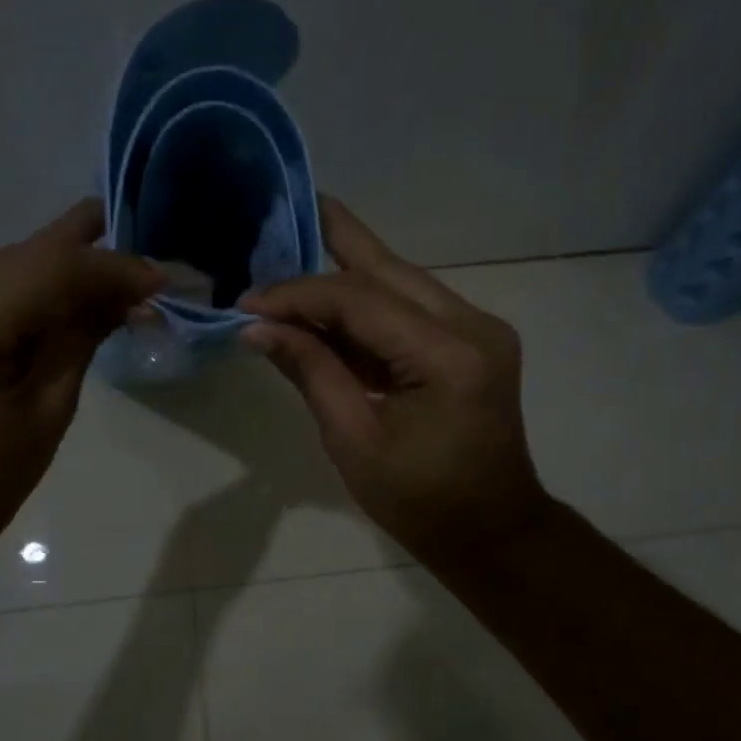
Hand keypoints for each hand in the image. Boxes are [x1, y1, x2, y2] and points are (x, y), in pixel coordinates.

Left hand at [0, 200, 163, 549]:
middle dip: (89, 263)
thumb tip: (131, 294)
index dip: (109, 267)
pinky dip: (27, 290)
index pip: (46, 269)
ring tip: (116, 285)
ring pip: (3, 265)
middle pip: (23, 256)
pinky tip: (66, 299)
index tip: (160, 278)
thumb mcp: (47, 410)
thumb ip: (83, 337)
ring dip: (60, 272)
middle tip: (146, 276)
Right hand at [239, 198, 554, 566]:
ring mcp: (481, 330)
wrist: (492, 531)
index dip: (299, 295)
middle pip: (390, 271)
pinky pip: (413, 308)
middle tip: (289, 209)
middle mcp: (474, 326)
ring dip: (349, 271)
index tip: (247, 303)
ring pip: (403, 282)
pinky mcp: (475, 341)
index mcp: (448, 357)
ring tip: (298, 245)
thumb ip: (311, 373)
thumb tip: (257, 328)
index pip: (360, 301)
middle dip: (335, 241)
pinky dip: (369, 305)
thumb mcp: (354, 441)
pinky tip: (330, 300)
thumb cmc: (420, 502)